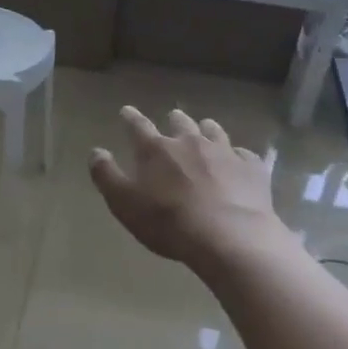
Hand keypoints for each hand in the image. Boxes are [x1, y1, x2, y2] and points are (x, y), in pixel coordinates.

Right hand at [88, 107, 279, 270]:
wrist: (229, 237)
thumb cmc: (168, 221)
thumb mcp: (124, 203)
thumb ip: (106, 175)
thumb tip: (96, 152)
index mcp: (155, 149)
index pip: (137, 125)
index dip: (130, 117)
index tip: (127, 111)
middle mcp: (189, 141)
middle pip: (180, 122)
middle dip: (174, 120)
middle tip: (172, 121)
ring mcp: (223, 152)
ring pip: (213, 131)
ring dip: (206, 130)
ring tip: (205, 131)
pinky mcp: (251, 168)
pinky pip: (244, 155)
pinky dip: (238, 156)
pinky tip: (239, 163)